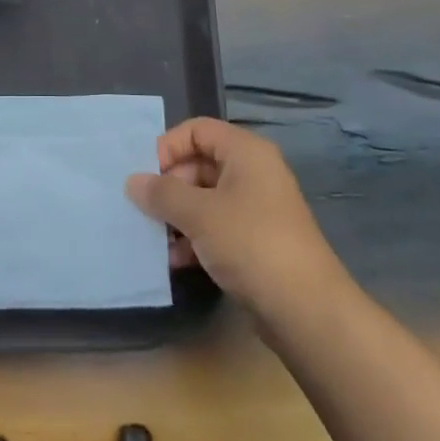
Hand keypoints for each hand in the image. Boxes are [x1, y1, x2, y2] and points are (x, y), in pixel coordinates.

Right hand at [125, 118, 345, 324]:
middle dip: (168, 186)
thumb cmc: (251, 244)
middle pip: (199, 164)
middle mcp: (253, 173)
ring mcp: (255, 209)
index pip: (197, 130)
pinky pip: (215, 228)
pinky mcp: (255, 242)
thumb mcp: (199, 214)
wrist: (306, 310)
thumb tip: (132, 181)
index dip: (168, 146)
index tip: (144, 175)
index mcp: (246, 153)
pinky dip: (193, 238)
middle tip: (143, 208)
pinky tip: (172, 260)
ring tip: (152, 237)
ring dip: (176, 215)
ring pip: (204, 199)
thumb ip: (162, 193)